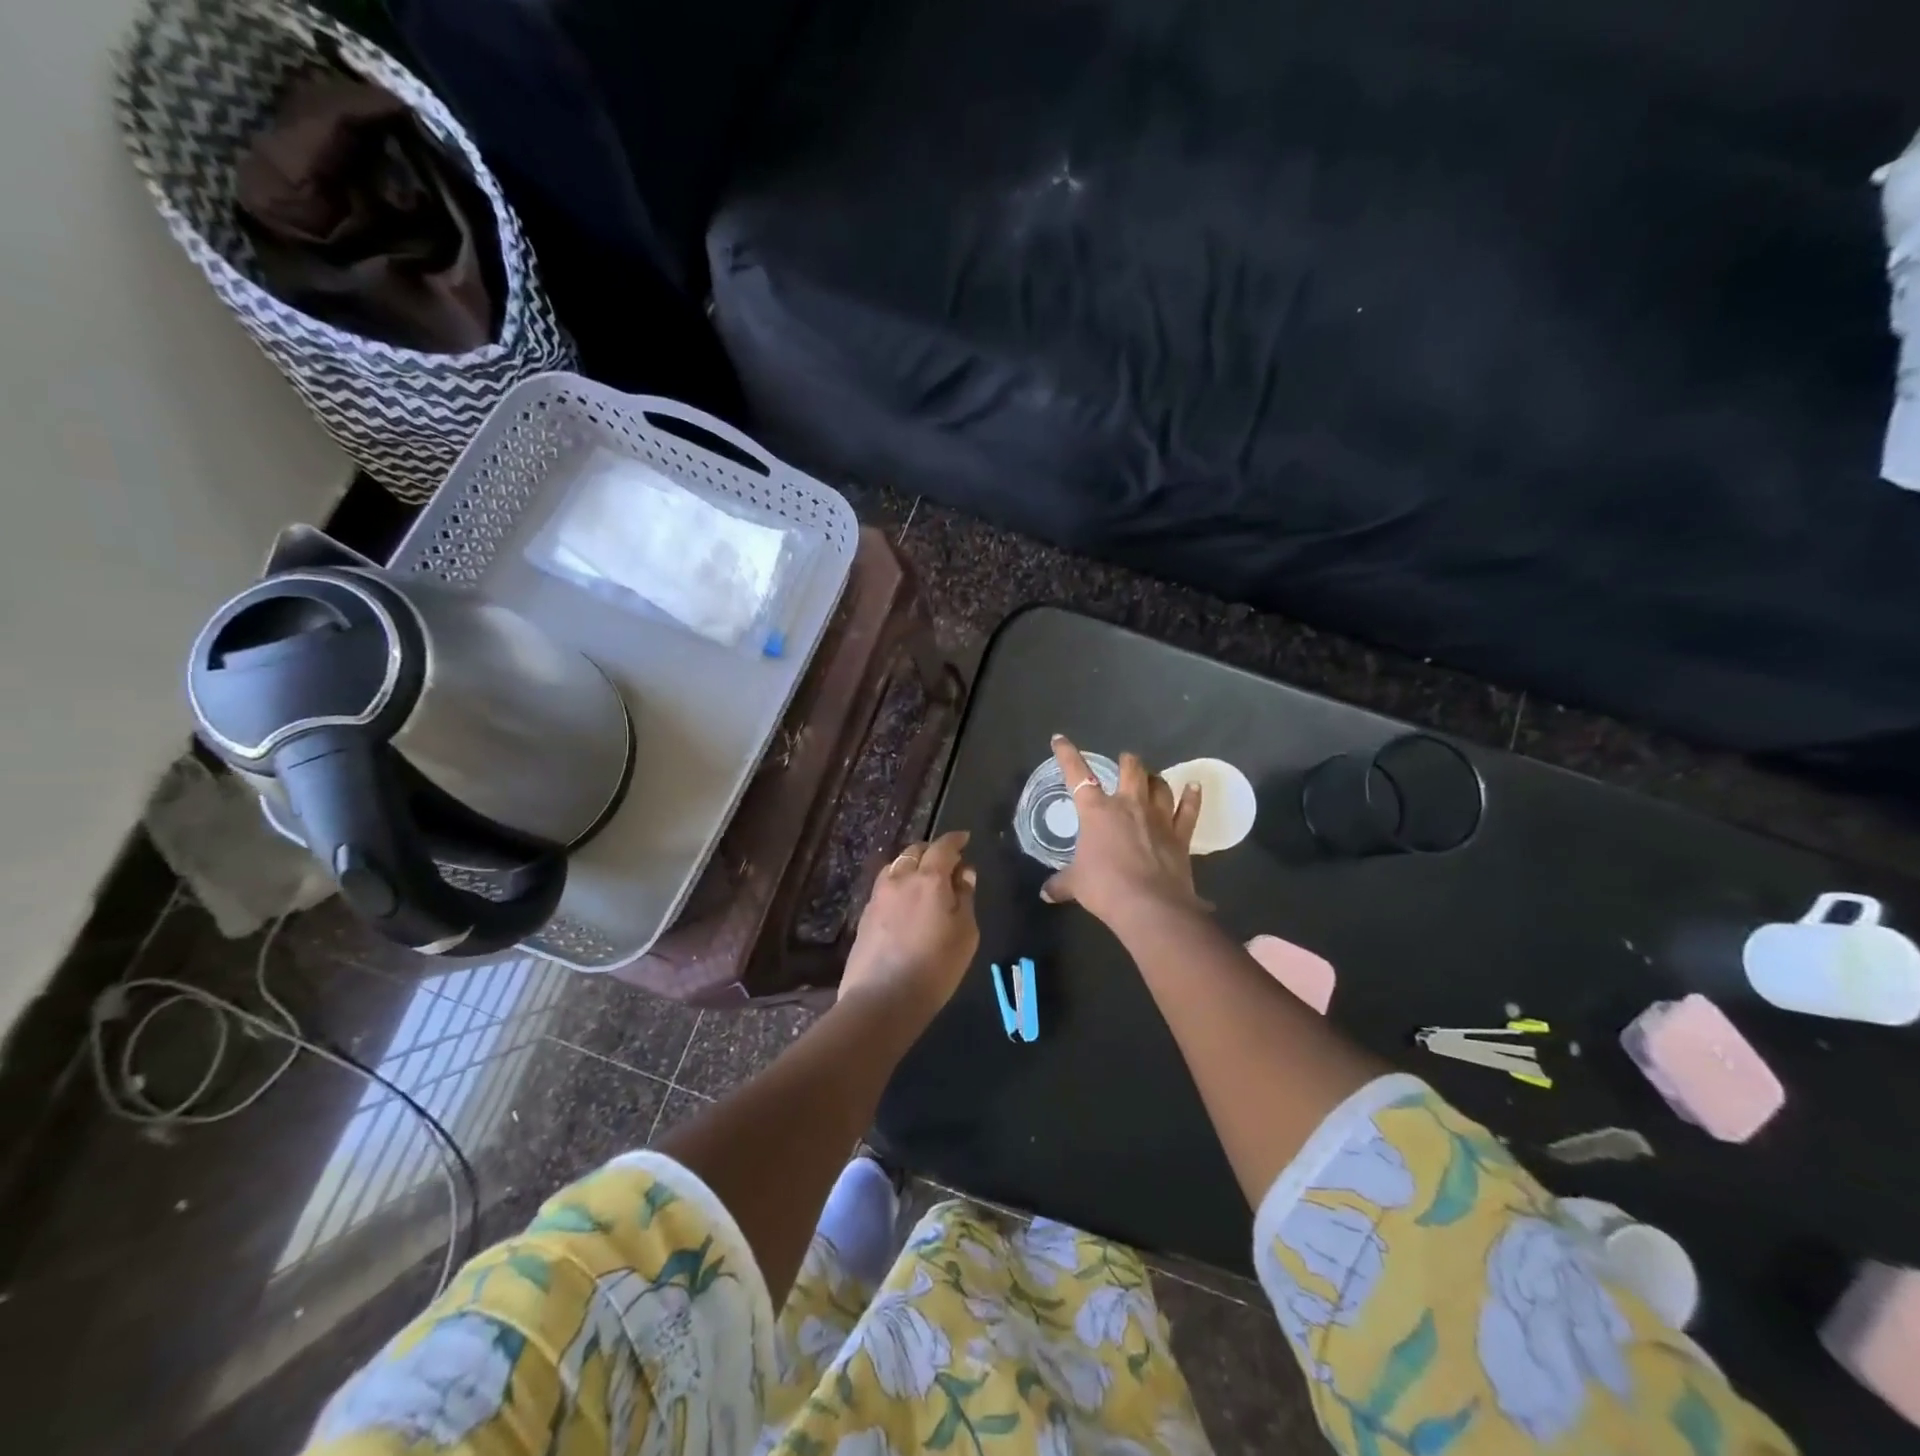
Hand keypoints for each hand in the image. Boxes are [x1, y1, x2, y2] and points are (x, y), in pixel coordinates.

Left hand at [840, 830, 979, 1018]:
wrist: (882, 999)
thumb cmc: (936, 967)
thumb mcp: (965, 933)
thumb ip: (965, 898)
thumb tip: (963, 873)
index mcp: (929, 878)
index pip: (943, 847)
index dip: (955, 840)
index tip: (964, 838)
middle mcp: (900, 878)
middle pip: (915, 851)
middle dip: (932, 850)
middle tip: (947, 861)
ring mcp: (878, 895)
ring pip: (897, 866)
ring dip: (912, 865)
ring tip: (924, 879)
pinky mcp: (865, 914)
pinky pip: (886, 886)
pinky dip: (899, 883)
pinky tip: (905, 900)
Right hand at [1041, 735, 1205, 926]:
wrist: (1149, 906)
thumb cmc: (1104, 888)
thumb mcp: (1075, 884)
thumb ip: (1060, 884)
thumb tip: (1045, 893)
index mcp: (1097, 811)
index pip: (1077, 774)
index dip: (1067, 754)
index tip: (1059, 739)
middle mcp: (1129, 805)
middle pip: (1131, 770)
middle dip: (1127, 762)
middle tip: (1124, 761)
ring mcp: (1158, 818)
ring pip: (1159, 785)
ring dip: (1154, 778)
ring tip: (1151, 778)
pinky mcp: (1180, 835)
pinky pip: (1189, 809)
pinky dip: (1193, 797)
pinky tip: (1195, 786)